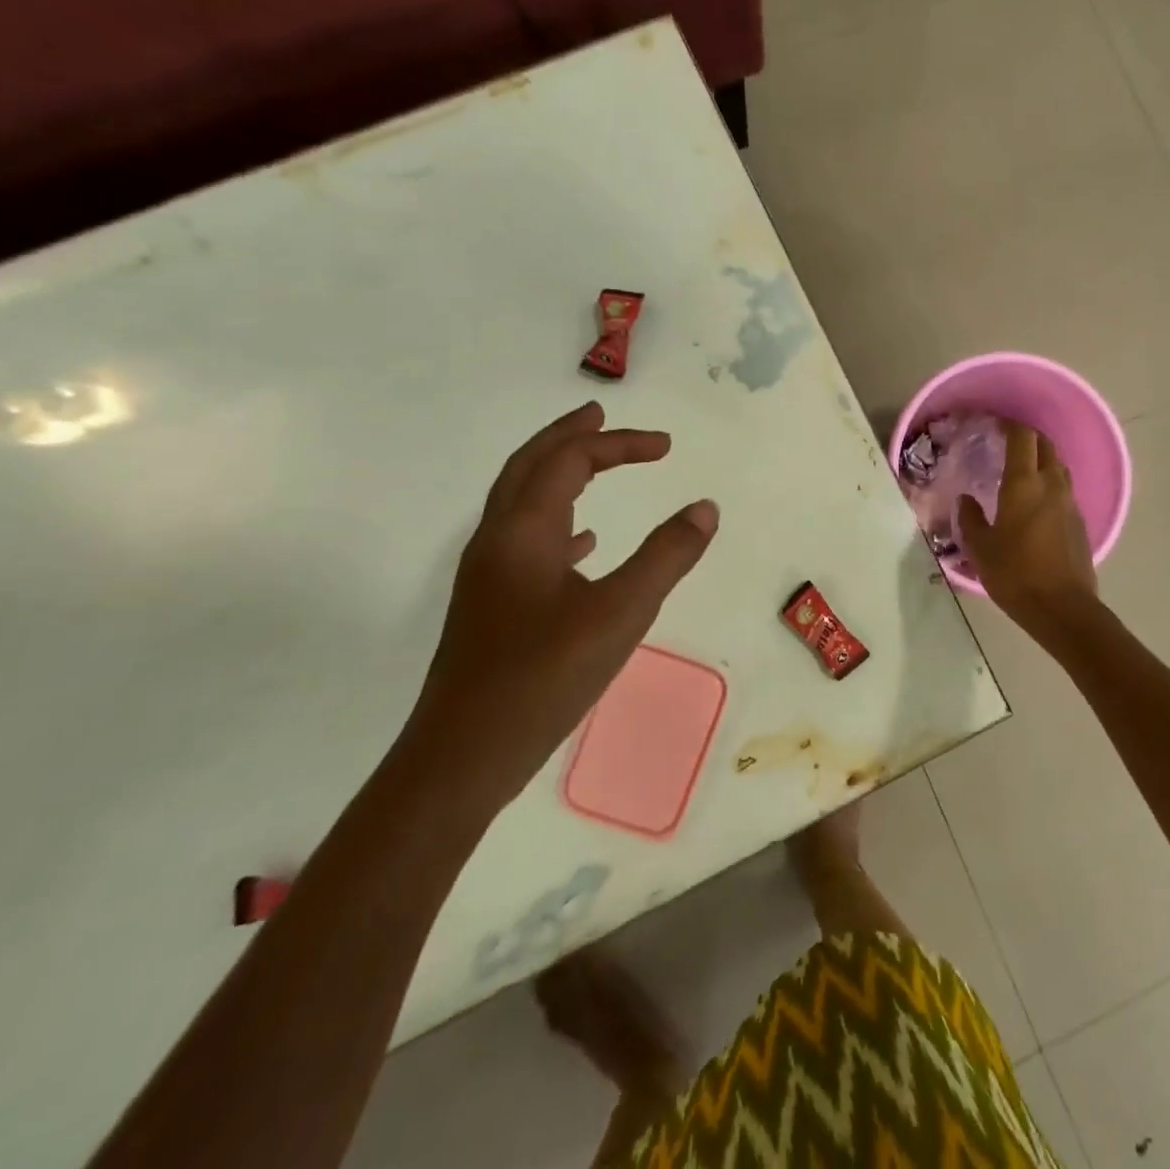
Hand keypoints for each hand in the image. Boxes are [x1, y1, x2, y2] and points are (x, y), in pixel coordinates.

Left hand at [399, 402, 718, 816]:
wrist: (464, 755)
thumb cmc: (543, 676)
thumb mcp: (621, 613)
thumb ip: (667, 556)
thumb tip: (705, 508)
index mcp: (523, 530)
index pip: (570, 460)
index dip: (618, 443)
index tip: (666, 447)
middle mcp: (499, 540)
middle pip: (529, 466)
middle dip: (569, 436)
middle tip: (601, 414)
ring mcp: (491, 575)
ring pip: (524, 503)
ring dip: (558, 473)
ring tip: (594, 464)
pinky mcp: (495, 606)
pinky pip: (528, 542)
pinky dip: (560, 524)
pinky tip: (586, 543)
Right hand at [958, 420, 1097, 636]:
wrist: (1062, 608)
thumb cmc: (1015, 574)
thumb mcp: (981, 548)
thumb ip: (971, 519)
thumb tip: (967, 500)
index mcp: (1024, 484)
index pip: (1022, 437)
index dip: (1010, 425)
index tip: (995, 424)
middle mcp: (1051, 485)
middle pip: (1046, 445)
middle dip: (1028, 437)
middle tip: (1008, 442)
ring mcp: (1070, 503)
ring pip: (1059, 467)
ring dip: (1043, 459)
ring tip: (1023, 469)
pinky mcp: (1080, 522)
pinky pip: (1064, 490)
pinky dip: (1051, 483)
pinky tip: (1037, 501)